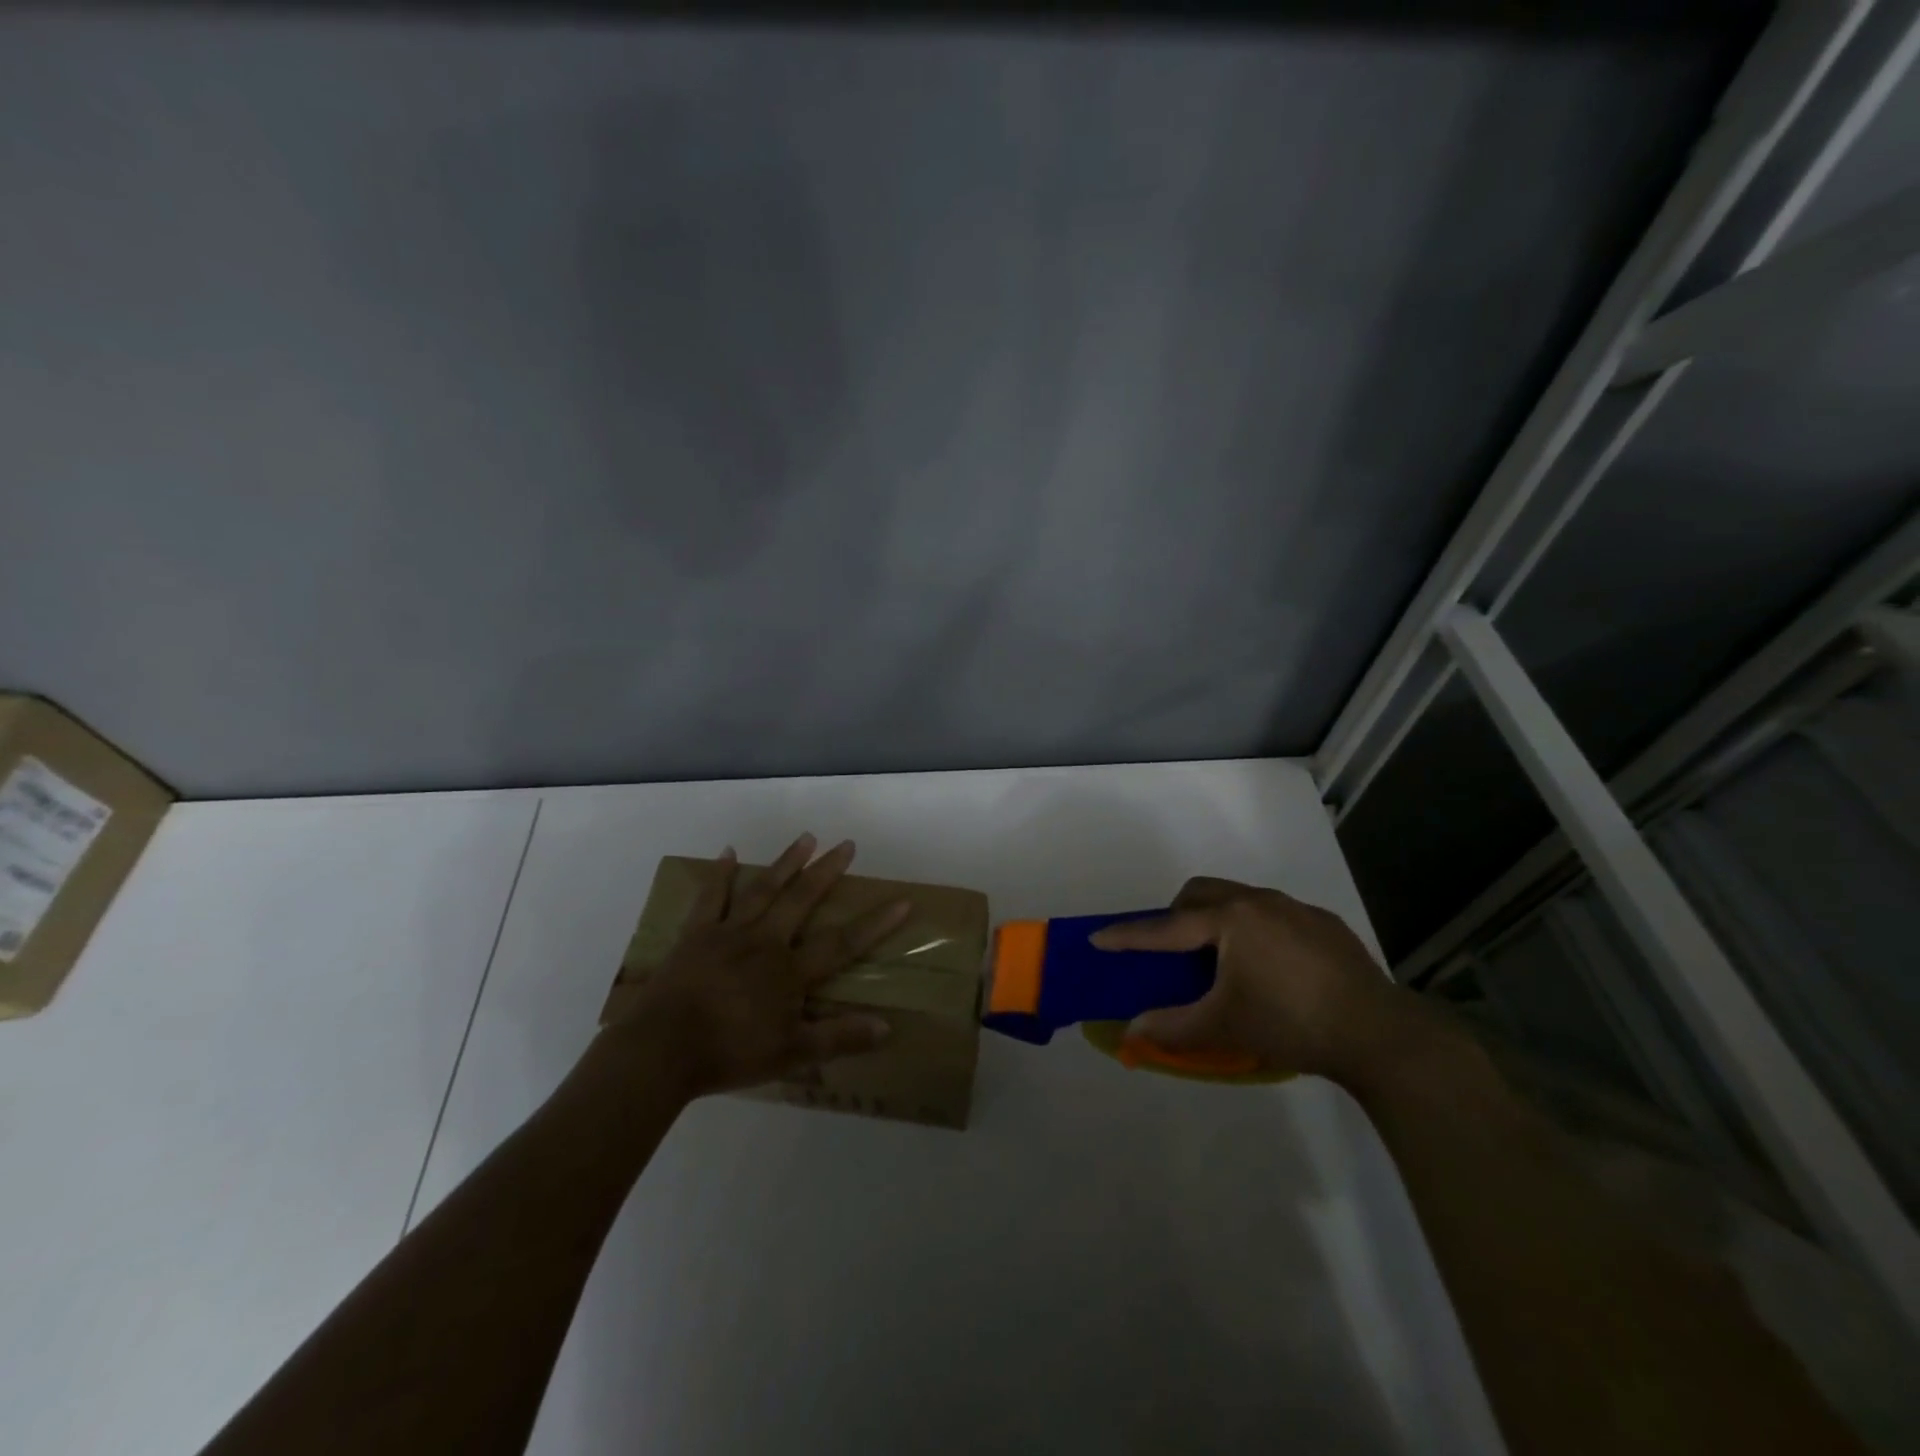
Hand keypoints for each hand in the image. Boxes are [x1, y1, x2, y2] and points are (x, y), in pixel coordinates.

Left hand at [603, 834, 909, 1097]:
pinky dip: (720, 875)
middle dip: (827, 872)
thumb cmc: (730, 1053)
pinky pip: (710, 898)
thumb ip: (838, 1038)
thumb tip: (886, 1027)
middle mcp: (764, 941)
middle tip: (847, 844)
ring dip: (786, 862)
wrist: (661, 1050)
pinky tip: (728, 853)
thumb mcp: (791, 1054)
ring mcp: (728, 933)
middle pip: (801, 900)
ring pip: (763, 889)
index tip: (902, 901)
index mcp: (789, 971)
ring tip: (806, 837)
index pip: (842, 943)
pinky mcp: (695, 935)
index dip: (874, 924)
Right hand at [1090, 877, 1432, 1084]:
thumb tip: (1130, 1031)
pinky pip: (1273, 913)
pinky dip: (1254, 929)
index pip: (1166, 927)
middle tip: (1171, 952)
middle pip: (1200, 894)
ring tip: (1220, 959)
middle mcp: (1259, 901)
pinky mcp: (1324, 923)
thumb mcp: (1224, 1028)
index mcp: (1230, 919)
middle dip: (1175, 916)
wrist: (1379, 1034)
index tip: (1098, 938)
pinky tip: (1270, 966)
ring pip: (1238, 898)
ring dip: (1216, 918)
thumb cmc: (1290, 1023)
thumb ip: (1172, 1027)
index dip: (1129, 935)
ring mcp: (1295, 908)